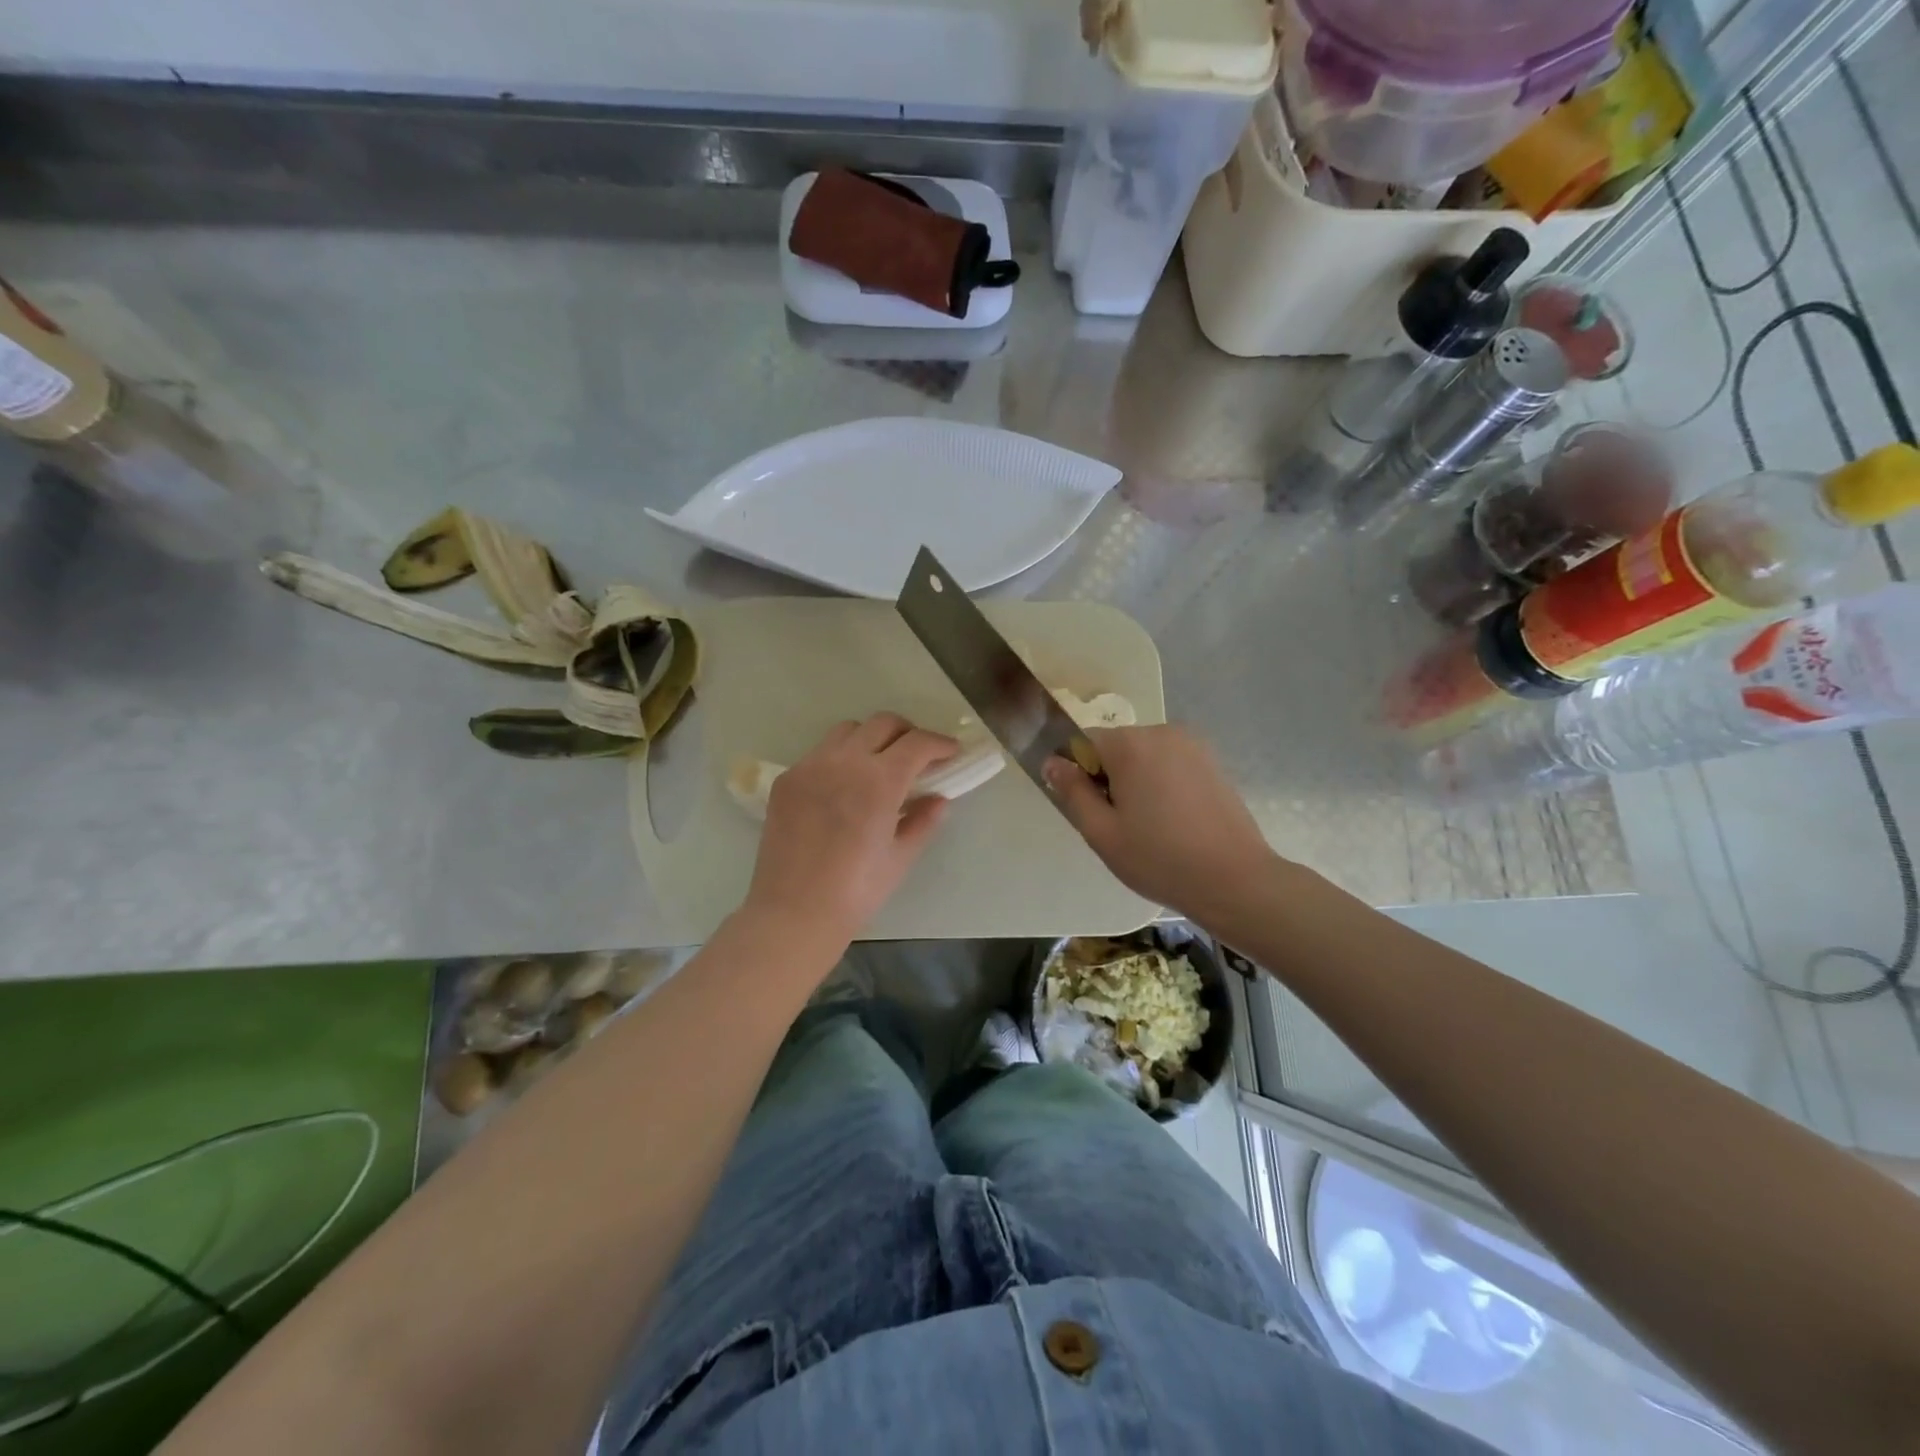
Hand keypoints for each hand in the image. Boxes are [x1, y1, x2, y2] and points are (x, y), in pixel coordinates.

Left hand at [743, 713, 956, 950]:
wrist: (793, 913)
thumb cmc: (856, 892)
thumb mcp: (900, 857)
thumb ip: (923, 821)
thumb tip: (939, 799)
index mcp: (879, 781)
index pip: (917, 743)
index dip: (940, 743)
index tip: (951, 752)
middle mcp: (844, 762)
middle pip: (883, 723)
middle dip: (907, 733)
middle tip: (918, 756)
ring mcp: (810, 767)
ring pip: (848, 731)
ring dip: (871, 739)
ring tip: (878, 766)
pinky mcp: (787, 779)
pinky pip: (819, 753)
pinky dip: (840, 758)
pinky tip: (843, 787)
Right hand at [1044, 725, 1280, 926]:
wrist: (1235, 880)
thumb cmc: (1159, 859)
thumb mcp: (1101, 832)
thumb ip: (1072, 792)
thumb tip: (1052, 762)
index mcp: (1131, 744)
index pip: (1083, 742)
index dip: (1078, 774)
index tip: (1090, 809)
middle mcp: (1162, 732)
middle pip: (1116, 747)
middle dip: (1108, 777)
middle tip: (1118, 824)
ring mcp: (1192, 744)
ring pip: (1144, 755)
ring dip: (1135, 780)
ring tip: (1148, 825)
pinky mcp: (1212, 761)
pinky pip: (1170, 763)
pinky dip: (1161, 783)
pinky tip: (1173, 820)